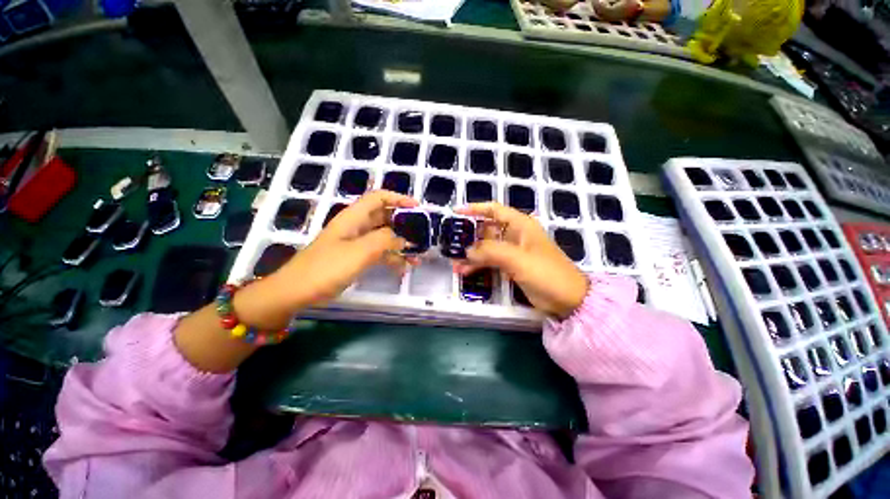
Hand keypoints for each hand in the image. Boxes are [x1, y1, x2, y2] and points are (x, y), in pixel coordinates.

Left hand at [276, 190, 418, 307]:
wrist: (297, 291)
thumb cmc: (326, 267)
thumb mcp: (359, 252)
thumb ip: (384, 241)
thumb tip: (403, 239)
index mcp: (354, 218)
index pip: (378, 198)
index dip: (398, 199)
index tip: (417, 208)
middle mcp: (356, 226)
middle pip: (384, 217)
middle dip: (404, 224)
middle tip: (421, 234)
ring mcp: (356, 243)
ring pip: (384, 237)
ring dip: (401, 245)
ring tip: (418, 256)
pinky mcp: (356, 257)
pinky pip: (379, 253)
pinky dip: (392, 258)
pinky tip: (404, 268)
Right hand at [453, 203, 588, 318]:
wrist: (568, 300)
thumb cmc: (546, 273)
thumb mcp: (517, 259)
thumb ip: (490, 252)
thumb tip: (467, 250)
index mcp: (520, 225)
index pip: (494, 210)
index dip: (475, 209)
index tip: (456, 213)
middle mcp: (515, 235)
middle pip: (487, 230)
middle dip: (469, 237)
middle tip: (451, 244)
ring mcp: (513, 252)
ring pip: (487, 248)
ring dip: (471, 255)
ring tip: (454, 264)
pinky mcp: (512, 267)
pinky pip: (491, 262)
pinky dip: (478, 265)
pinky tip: (465, 272)